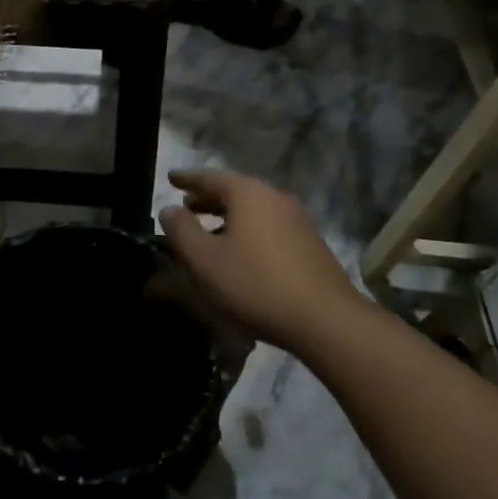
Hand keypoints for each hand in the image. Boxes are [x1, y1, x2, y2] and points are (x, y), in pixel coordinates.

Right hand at [158, 170, 368, 352]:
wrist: (327, 321)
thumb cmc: (255, 284)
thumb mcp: (204, 260)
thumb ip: (181, 230)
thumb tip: (170, 210)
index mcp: (247, 193)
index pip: (209, 177)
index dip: (186, 179)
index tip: (171, 178)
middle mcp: (274, 197)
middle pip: (234, 191)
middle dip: (208, 198)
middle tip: (187, 205)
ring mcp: (297, 220)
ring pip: (253, 210)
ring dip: (228, 217)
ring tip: (210, 232)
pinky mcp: (311, 244)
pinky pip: (269, 227)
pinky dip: (248, 231)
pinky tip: (241, 253)